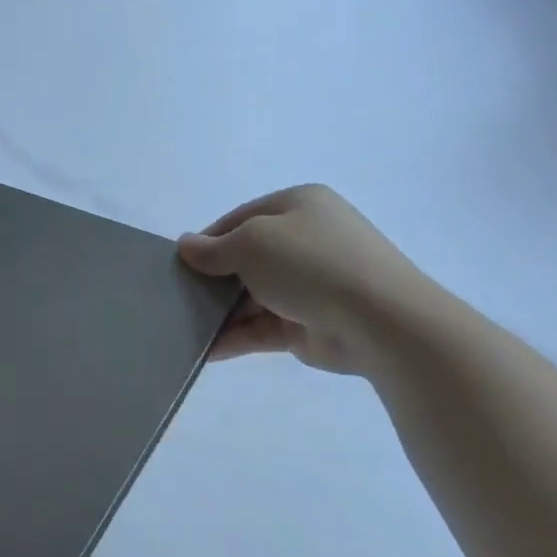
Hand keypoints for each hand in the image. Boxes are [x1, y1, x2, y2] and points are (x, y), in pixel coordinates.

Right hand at [178, 185, 439, 374]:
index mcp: (298, 206)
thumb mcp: (252, 243)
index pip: (240, 219)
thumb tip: (185, 246)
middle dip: (212, 278)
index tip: (179, 263)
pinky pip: (260, 328)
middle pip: (244, 259)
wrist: (378, 320)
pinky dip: (234, 337)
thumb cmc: (311, 264)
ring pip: (250, 296)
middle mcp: (305, 241)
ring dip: (219, 311)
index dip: (207, 240)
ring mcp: (308, 285)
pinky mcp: (306, 324)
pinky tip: (205, 350)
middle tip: (177, 296)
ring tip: (183, 326)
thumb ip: (213, 248)